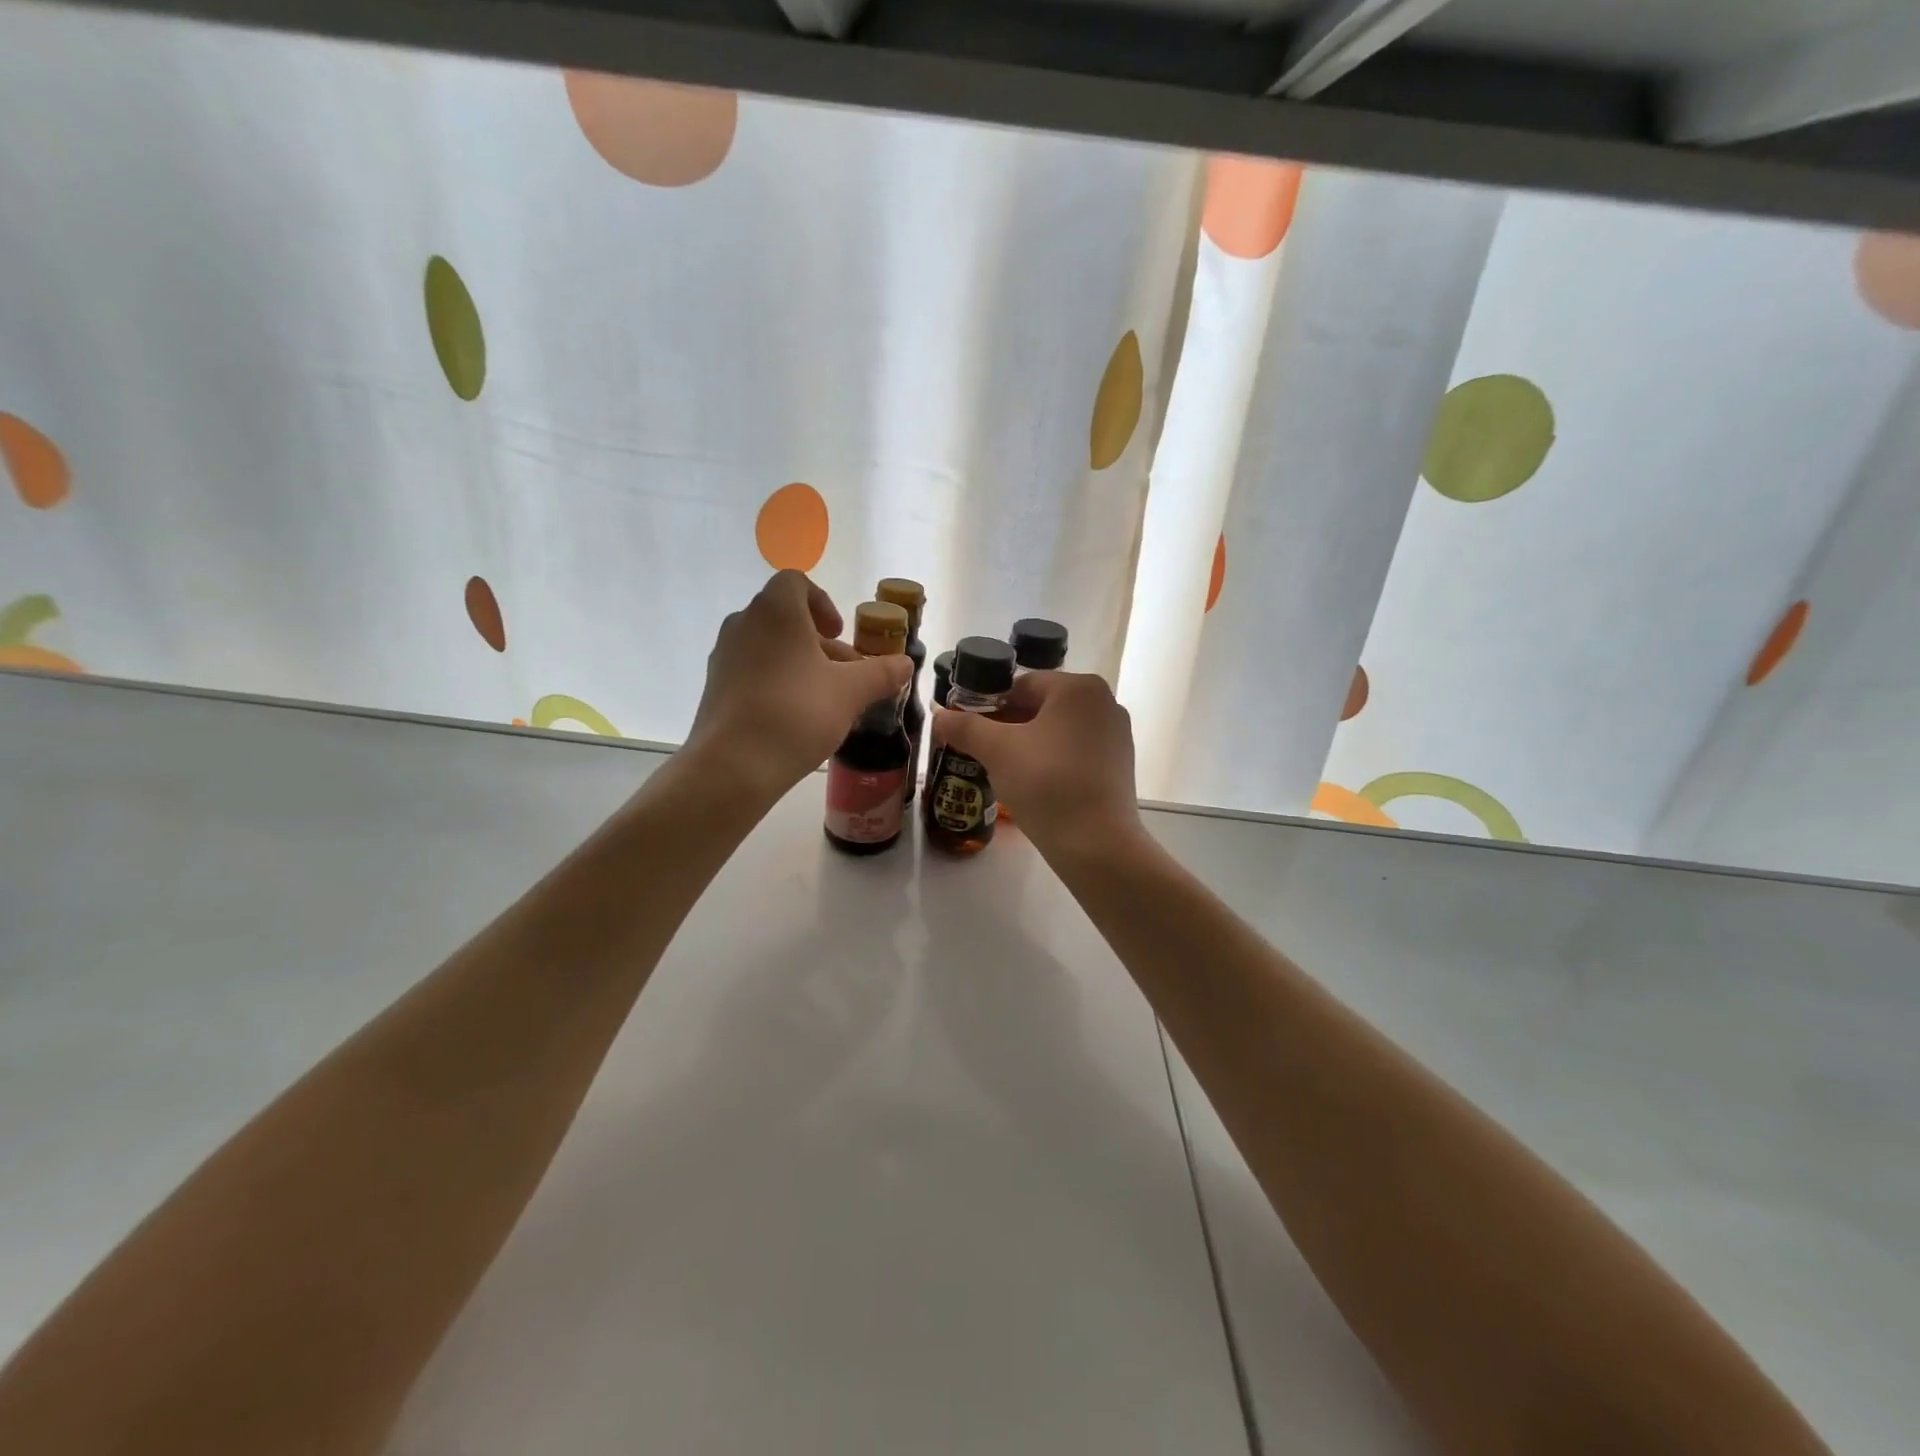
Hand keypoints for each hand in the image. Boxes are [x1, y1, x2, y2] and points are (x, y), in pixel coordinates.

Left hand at [683, 571, 911, 804]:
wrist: (734, 765)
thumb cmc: (797, 713)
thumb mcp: (851, 692)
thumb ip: (882, 673)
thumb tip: (905, 663)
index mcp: (776, 611)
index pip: (796, 583)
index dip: (823, 603)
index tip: (840, 633)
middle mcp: (744, 624)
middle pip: (785, 618)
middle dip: (819, 642)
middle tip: (844, 673)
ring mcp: (724, 656)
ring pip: (769, 647)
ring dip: (799, 663)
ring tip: (825, 699)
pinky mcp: (715, 688)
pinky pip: (752, 671)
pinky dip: (776, 682)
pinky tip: (795, 717)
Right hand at [931, 671, 1142, 859]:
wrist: (1096, 843)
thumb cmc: (1046, 784)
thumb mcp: (997, 751)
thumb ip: (965, 727)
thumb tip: (939, 715)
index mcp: (1079, 687)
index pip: (1022, 685)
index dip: (990, 705)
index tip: (970, 730)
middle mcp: (1105, 702)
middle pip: (1042, 706)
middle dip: (1009, 726)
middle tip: (982, 752)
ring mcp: (1117, 735)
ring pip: (1059, 731)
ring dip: (1030, 745)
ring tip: (1005, 771)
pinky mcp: (1120, 765)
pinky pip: (1077, 752)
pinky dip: (1054, 762)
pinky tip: (1036, 787)